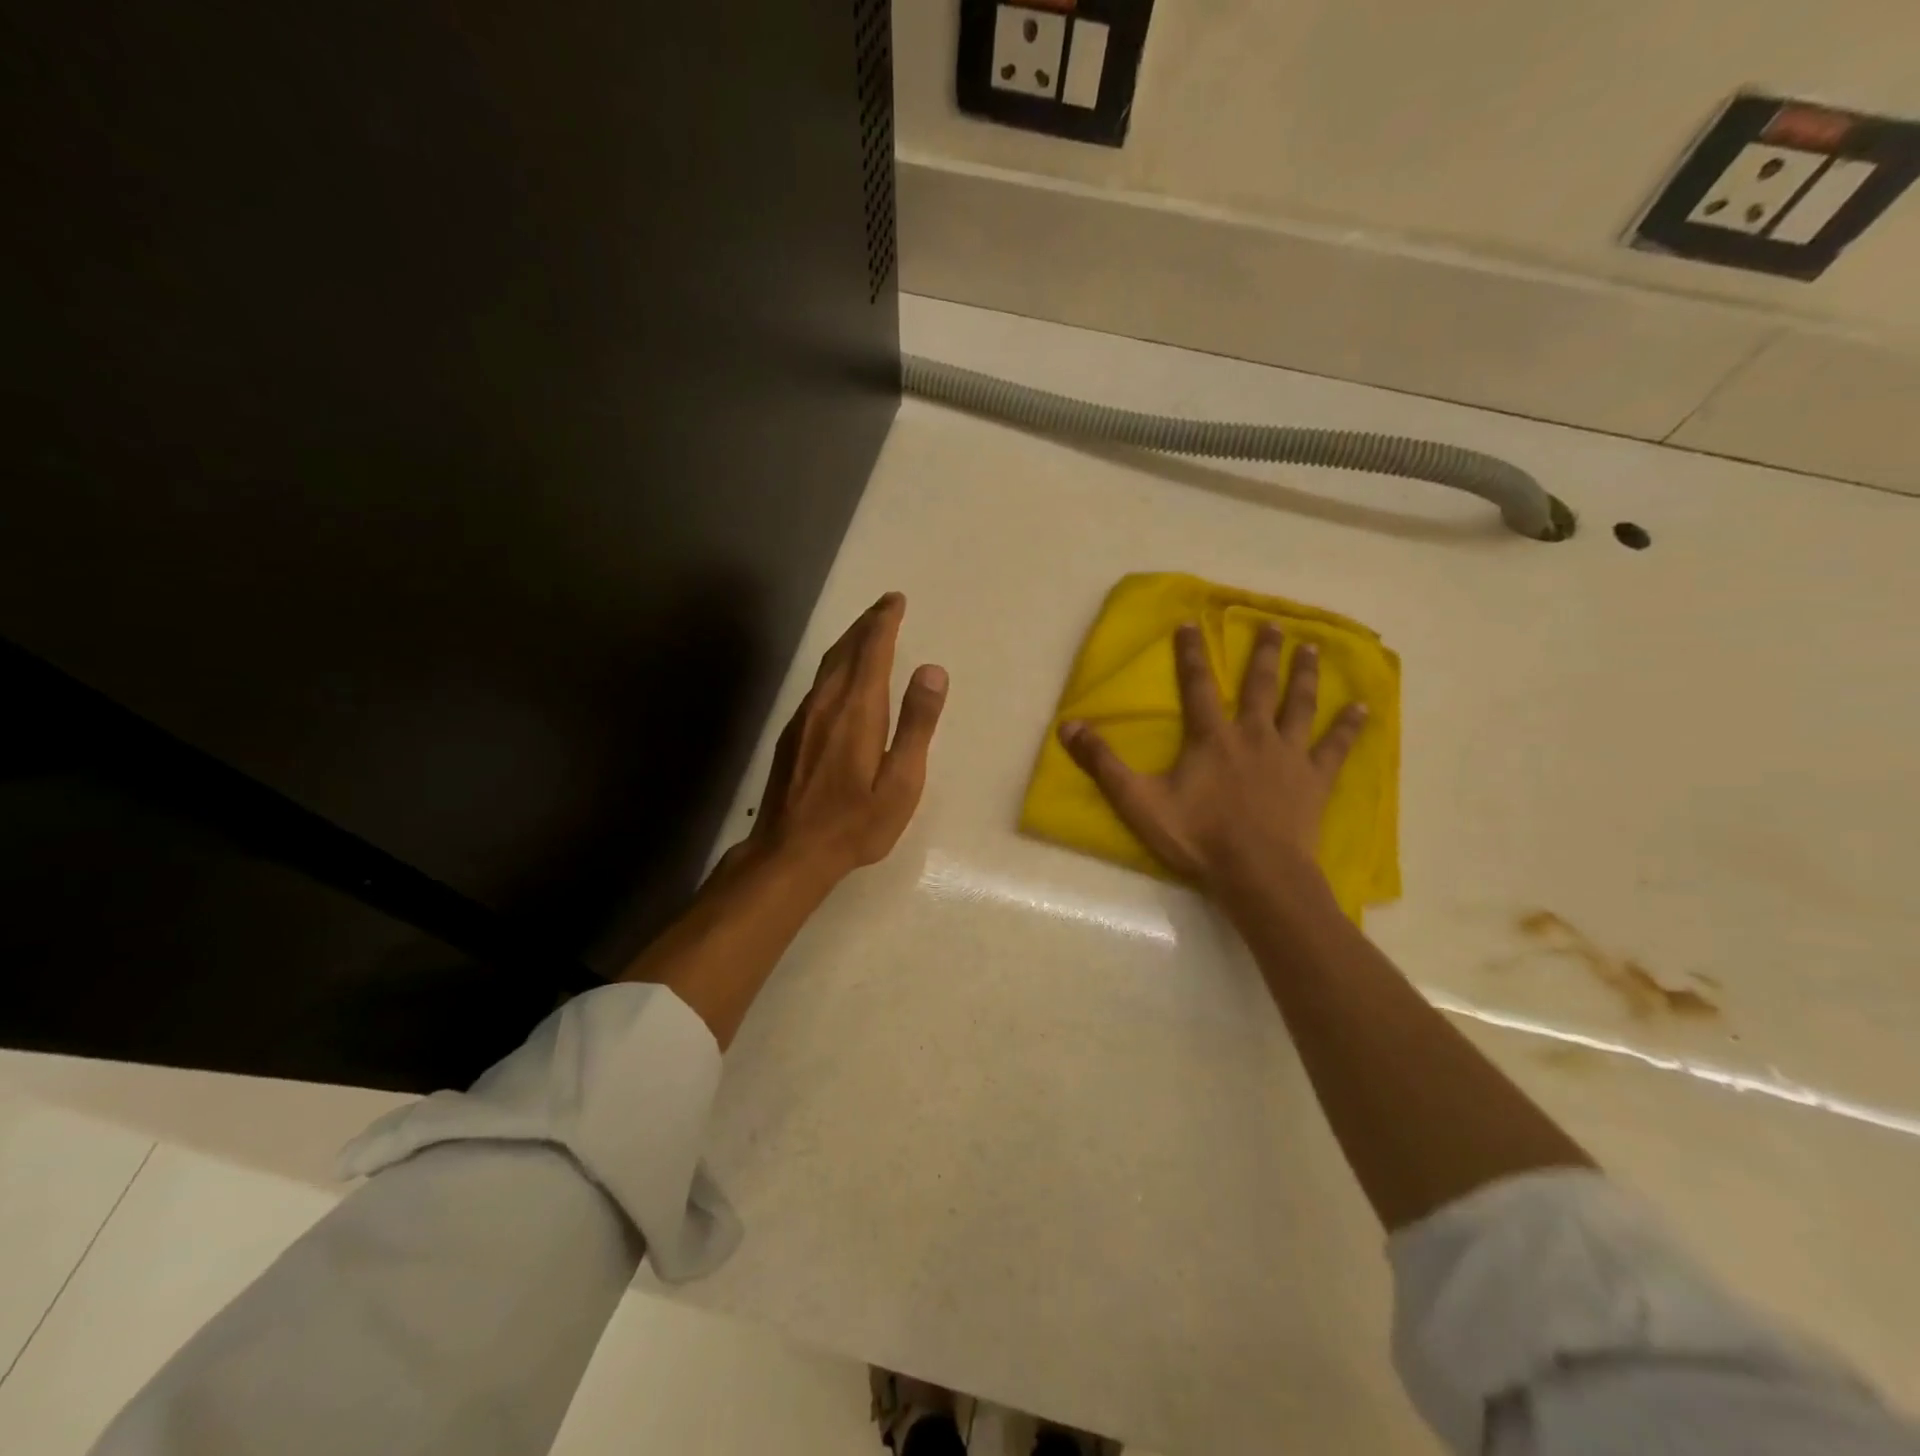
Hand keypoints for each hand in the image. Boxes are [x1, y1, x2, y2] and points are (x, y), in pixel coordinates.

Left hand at [746, 592, 947, 880]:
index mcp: (857, 710)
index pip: (871, 651)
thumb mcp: (901, 782)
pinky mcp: (791, 735)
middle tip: (885, 606)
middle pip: (845, 651)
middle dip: (866, 624)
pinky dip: (836, 667)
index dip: (884, 622)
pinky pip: (818, 685)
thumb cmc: (855, 823)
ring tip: (866, 632)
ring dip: (849, 643)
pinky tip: (841, 678)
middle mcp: (826, 704)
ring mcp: (803, 718)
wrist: (789, 852)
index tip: (895, 601)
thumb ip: (917, 725)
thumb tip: (932, 671)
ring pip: (828, 666)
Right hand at [1058, 621, 1364, 890]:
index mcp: (1211, 737)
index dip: (1192, 654)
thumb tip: (1068, 726)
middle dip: (1263, 653)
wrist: (1257, 872)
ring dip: (1303, 676)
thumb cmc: (1197, 836)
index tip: (1192, 623)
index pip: (1197, 685)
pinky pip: (1336, 746)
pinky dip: (1349, 726)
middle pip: (1258, 685)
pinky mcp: (1315, 779)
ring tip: (1311, 648)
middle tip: (1272, 624)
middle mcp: (1252, 734)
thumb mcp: (1138, 801)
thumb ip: (1103, 763)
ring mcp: (1288, 755)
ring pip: (1298, 705)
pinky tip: (1363, 708)